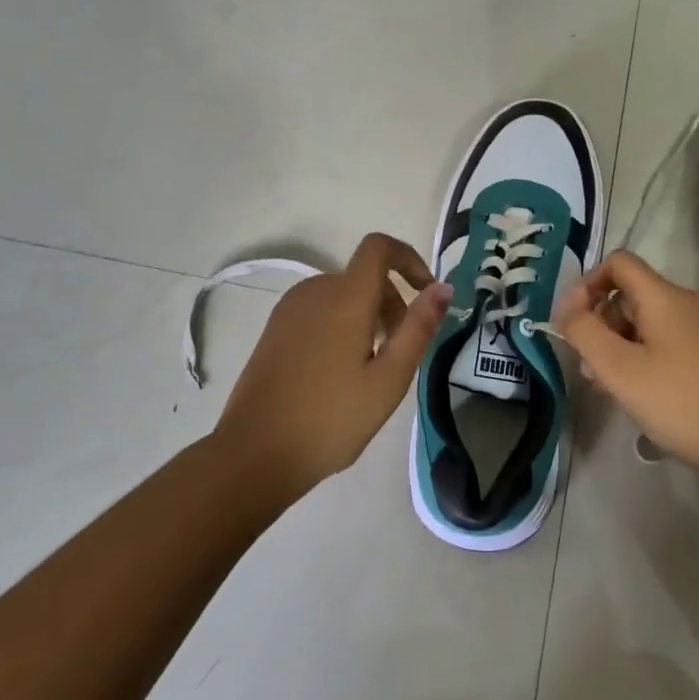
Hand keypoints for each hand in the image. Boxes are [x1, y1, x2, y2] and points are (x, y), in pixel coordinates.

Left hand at [215, 233, 451, 493]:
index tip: (427, 294)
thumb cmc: (331, 419)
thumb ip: (418, 328)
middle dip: (393, 302)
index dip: (409, 259)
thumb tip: (443, 288)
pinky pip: (320, 310)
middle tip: (401, 352)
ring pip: (342, 294)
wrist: (255, 452)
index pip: (379, 247)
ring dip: (368, 316)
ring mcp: (289, 309)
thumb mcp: (388, 379)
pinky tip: (340, 372)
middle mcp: (314, 290)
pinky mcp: (274, 329)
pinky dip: (342, 324)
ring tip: (372, 368)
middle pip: (364, 276)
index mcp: (344, 297)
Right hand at [553, 250, 698, 487]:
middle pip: (631, 295)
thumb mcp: (619, 369)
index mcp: (664, 297)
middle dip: (601, 323)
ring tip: (611, 388)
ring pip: (649, 323)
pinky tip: (644, 396)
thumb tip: (568, 310)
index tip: (573, 323)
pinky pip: (670, 343)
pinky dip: (646, 358)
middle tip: (589, 367)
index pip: (618, 263)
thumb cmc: (681, 404)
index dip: (587, 284)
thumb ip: (584, 332)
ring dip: (620, 346)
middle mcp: (689, 304)